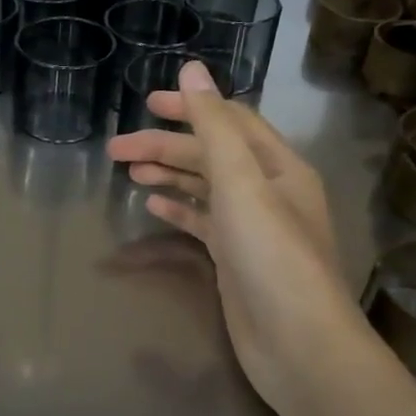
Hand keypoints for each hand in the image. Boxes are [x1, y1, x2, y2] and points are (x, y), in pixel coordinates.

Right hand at [106, 62, 367, 413]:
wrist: (299, 346)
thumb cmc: (272, 256)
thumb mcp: (241, 182)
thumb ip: (214, 126)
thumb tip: (191, 69)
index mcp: (278, 165)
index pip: (230, 120)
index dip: (190, 107)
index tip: (146, 103)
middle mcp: (268, 190)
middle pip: (210, 154)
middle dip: (165, 146)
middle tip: (116, 148)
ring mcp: (252, 227)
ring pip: (204, 186)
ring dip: (168, 173)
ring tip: (128, 170)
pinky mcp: (236, 258)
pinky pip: (202, 221)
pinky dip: (178, 208)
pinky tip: (152, 203)